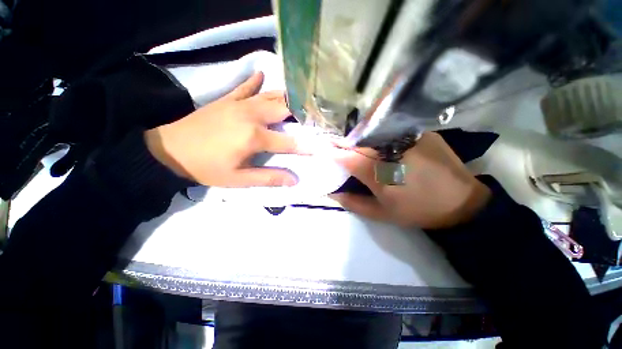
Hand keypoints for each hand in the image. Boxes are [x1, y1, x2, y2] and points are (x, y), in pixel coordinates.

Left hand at [145, 72, 304, 186]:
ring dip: (286, 98)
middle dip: (302, 113)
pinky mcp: (227, 99)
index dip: (306, 146)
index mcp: (254, 137)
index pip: (289, 142)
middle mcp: (251, 115)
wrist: (169, 150)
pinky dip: (255, 82)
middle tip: (313, 119)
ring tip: (299, 101)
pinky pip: (245, 87)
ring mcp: (239, 104)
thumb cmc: (206, 167)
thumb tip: (293, 180)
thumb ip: (268, 178)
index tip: (320, 147)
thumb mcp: (238, 179)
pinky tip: (262, 75)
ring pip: (270, 96)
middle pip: (284, 109)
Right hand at [330, 132, 490, 228]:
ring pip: (372, 133)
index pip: (345, 156)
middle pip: (357, 141)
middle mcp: (389, 151)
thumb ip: (354, 203)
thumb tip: (332, 193)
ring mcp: (406, 138)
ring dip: (359, 137)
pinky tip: (378, 140)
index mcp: (378, 173)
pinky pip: (391, 130)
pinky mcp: (421, 132)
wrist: (461, 202)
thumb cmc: (418, 210)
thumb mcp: (382, 214)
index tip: (321, 149)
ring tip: (353, 142)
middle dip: (342, 142)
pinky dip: (378, 134)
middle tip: (335, 144)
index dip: (331, 151)